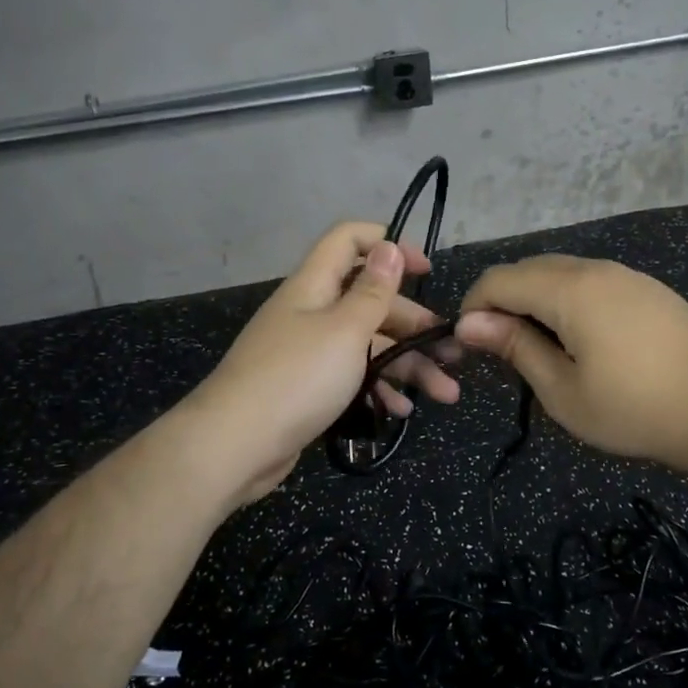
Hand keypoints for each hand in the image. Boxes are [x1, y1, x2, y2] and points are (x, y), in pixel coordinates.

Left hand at [189, 222, 459, 500]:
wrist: (234, 446)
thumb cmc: (297, 378)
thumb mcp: (345, 330)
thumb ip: (372, 291)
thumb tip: (388, 247)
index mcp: (314, 286)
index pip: (349, 241)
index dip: (389, 245)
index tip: (426, 270)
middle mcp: (311, 313)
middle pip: (369, 302)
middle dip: (414, 324)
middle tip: (452, 350)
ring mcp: (308, 353)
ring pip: (367, 345)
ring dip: (407, 365)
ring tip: (445, 393)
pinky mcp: (307, 388)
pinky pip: (351, 377)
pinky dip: (378, 389)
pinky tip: (402, 410)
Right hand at [457, 255, 687, 479]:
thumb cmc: (635, 410)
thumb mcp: (563, 390)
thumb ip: (515, 348)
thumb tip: (470, 322)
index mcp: (569, 289)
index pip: (500, 279)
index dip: (473, 307)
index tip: (467, 346)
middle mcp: (596, 268)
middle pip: (529, 269)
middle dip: (502, 302)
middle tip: (500, 351)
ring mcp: (628, 275)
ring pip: (561, 272)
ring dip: (536, 300)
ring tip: (538, 348)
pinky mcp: (650, 289)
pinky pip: (592, 281)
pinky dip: (568, 300)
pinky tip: (580, 339)